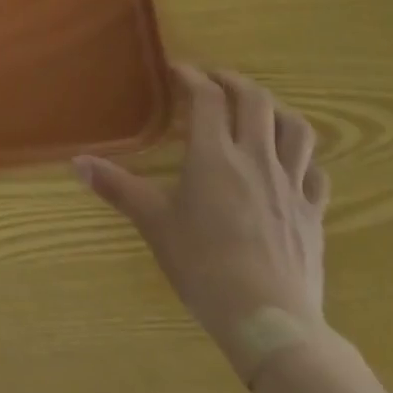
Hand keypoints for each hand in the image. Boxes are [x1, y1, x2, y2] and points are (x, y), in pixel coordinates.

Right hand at [75, 65, 330, 381]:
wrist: (270, 322)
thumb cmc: (204, 267)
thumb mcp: (154, 224)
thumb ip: (117, 187)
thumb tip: (77, 162)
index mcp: (214, 156)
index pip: (207, 98)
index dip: (191, 76)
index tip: (176, 70)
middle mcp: (256, 159)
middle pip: (255, 101)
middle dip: (234, 82)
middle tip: (214, 80)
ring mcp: (292, 185)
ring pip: (296, 129)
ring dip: (276, 110)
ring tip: (258, 110)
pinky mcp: (314, 213)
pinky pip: (316, 172)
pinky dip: (303, 157)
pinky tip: (290, 163)